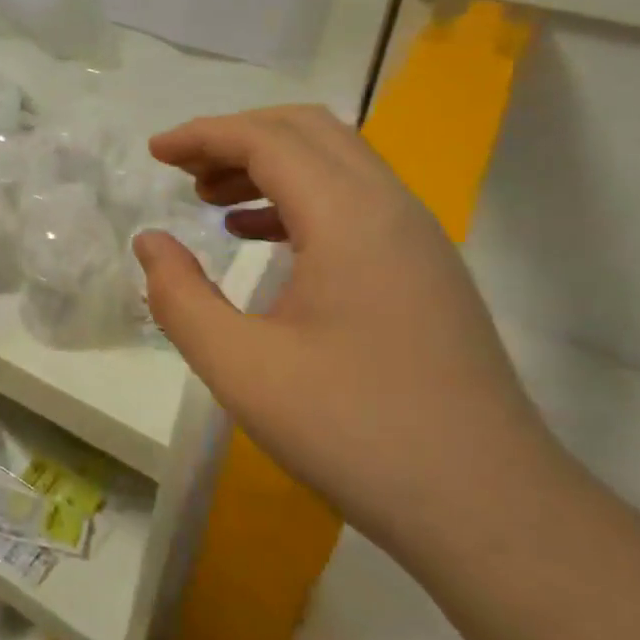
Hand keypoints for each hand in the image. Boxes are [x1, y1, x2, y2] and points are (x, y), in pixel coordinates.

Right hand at [133, 105, 561, 560]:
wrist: (487, 507)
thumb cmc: (353, 431)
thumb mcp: (240, 367)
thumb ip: (180, 297)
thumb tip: (151, 242)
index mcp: (349, 217)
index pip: (267, 140)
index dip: (204, 135)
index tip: (154, 152)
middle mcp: (390, 208)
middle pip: (308, 132)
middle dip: (237, 137)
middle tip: (182, 169)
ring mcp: (417, 239)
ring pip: (336, 163)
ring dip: (269, 165)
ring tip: (211, 200)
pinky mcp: (425, 271)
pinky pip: (355, 203)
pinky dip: (299, 200)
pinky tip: (260, 238)